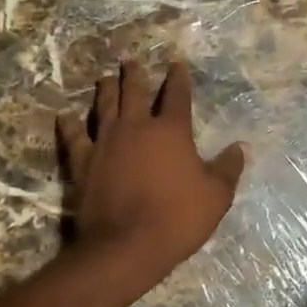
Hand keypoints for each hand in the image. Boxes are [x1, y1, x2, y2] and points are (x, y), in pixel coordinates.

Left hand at [56, 59, 246, 293]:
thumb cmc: (178, 218)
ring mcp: (105, 143)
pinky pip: (74, 138)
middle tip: (131, 61)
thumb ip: (228, 168)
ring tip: (105, 77)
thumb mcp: (216, 196)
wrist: (126, 245)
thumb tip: (241, 147)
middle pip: (135, 93)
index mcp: (171, 131)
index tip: (176, 63)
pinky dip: (69, 125)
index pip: (177, 96)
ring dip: (105, 90)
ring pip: (104, 107)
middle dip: (135, 75)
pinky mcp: (82, 163)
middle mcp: (136, 128)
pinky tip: (65, 116)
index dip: (178, 78)